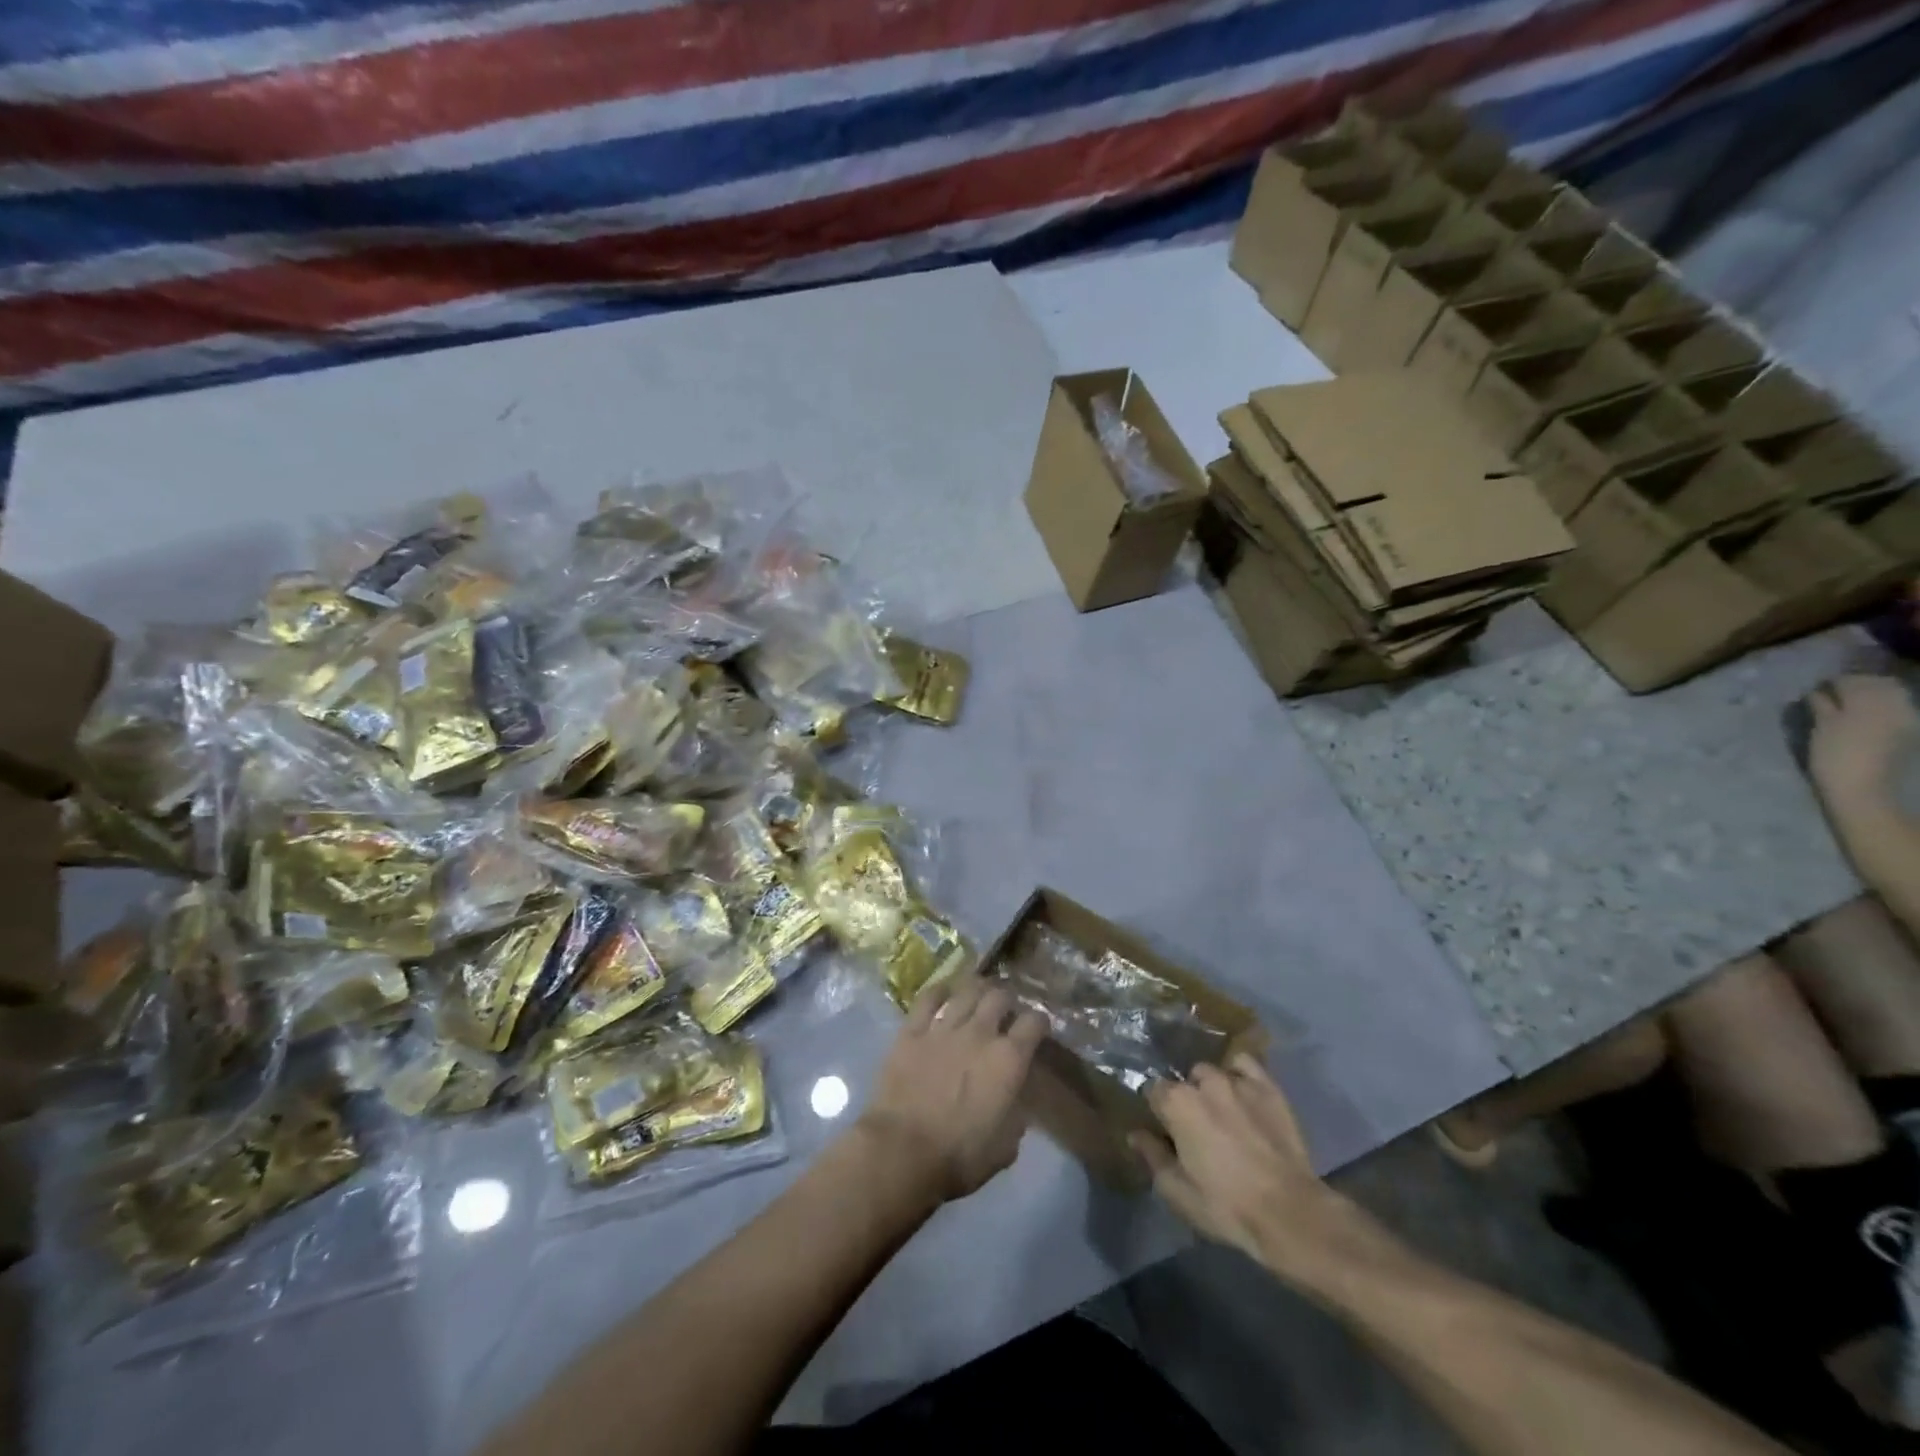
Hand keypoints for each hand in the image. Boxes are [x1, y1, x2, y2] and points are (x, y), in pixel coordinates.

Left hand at [857, 974, 1046, 1201]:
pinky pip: (927, 999)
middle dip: (1006, 999)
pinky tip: (943, 992)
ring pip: (966, 991)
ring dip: (976, 989)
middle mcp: (980, 1033)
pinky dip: (938, 992)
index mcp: (1009, 1059)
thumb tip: (1014, 1103)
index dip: (1039, 1021)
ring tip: (978, 992)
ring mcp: (944, 1028)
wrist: (902, 1151)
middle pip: (999, 996)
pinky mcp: (912, 1031)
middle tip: (1005, 1009)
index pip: (1034, 1023)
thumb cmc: (959, 1157)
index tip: (1038, 1027)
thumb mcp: (1005, 1147)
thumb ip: (1015, 1116)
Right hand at [1131, 1054, 1347, 1274]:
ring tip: (1221, 1112)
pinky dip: (1239, 1073)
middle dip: (1185, 1098)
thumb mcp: (1177, 1191)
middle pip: (1184, 1081)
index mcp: (1176, 1102)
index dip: (1157, 1110)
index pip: (1153, 1090)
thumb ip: (1152, 1156)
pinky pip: (1245, 1065)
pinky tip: (1242, 1092)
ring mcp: (1237, 1080)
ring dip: (1211, 1088)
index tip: (1164, 1129)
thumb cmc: (1226, 1205)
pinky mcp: (1267, 1086)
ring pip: (1213, 1072)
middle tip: (1195, 1127)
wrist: (1289, 1212)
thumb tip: (1135, 1133)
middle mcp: (1203, 1081)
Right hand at [1809, 675, 1917, 810]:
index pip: (1850, 681)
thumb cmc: (1833, 758)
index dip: (1832, 682)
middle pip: (1876, 684)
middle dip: (1855, 685)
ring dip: (1870, 694)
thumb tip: (1816, 692)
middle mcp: (1892, 705)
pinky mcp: (1909, 730)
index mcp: (1867, 703)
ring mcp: (1905, 718)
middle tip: (1832, 692)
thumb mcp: (1821, 730)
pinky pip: (1897, 708)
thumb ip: (1821, 706)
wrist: (1864, 789)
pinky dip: (1881, 706)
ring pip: (1890, 694)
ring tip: (1849, 703)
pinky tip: (1867, 714)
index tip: (1816, 688)